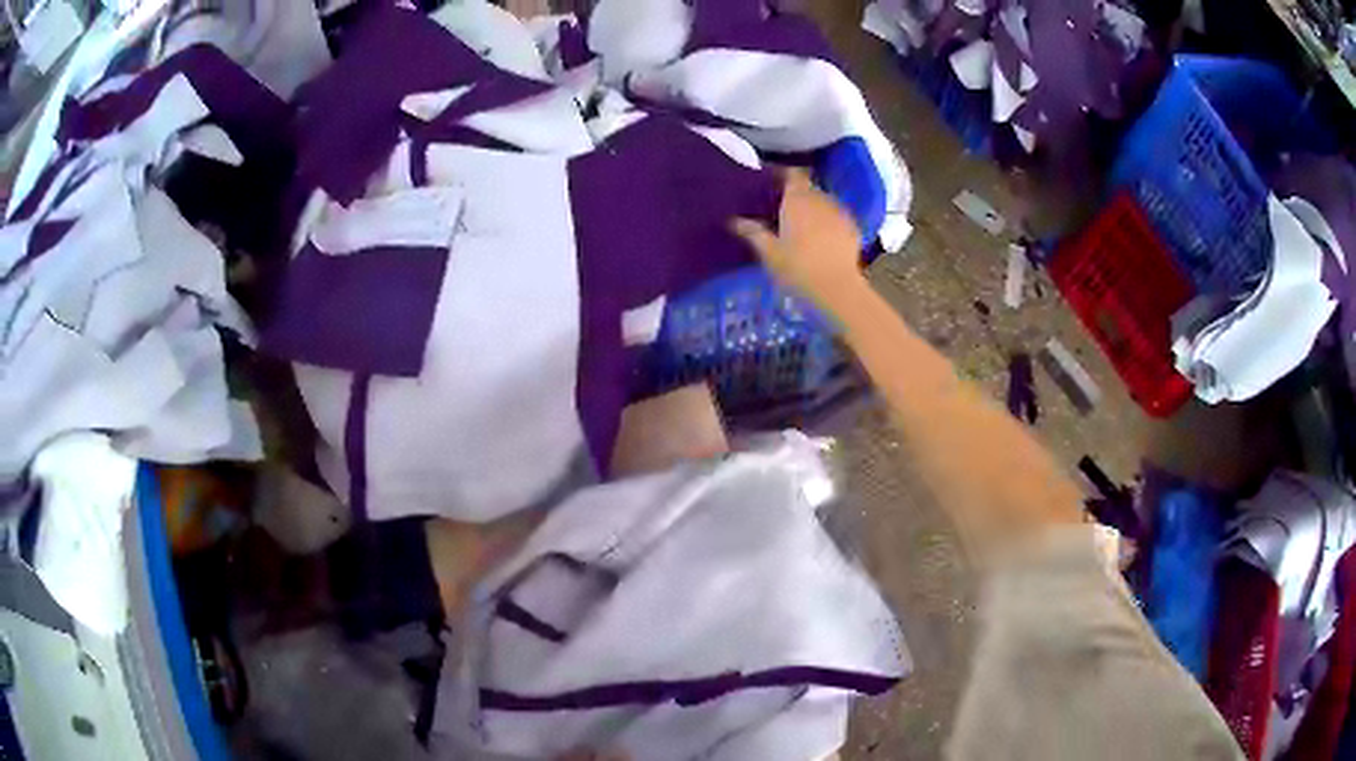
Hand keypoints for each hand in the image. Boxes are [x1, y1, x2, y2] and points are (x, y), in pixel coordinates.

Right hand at [731, 168, 865, 312]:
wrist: (837, 288)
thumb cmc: (798, 268)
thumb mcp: (769, 253)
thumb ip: (753, 232)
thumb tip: (734, 220)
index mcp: (797, 199)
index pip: (791, 174)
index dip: (782, 175)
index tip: (771, 183)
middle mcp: (820, 199)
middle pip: (807, 187)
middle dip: (796, 194)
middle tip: (781, 208)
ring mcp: (840, 212)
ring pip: (823, 201)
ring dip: (812, 208)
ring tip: (801, 224)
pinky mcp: (852, 227)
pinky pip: (836, 216)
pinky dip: (827, 221)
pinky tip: (821, 238)